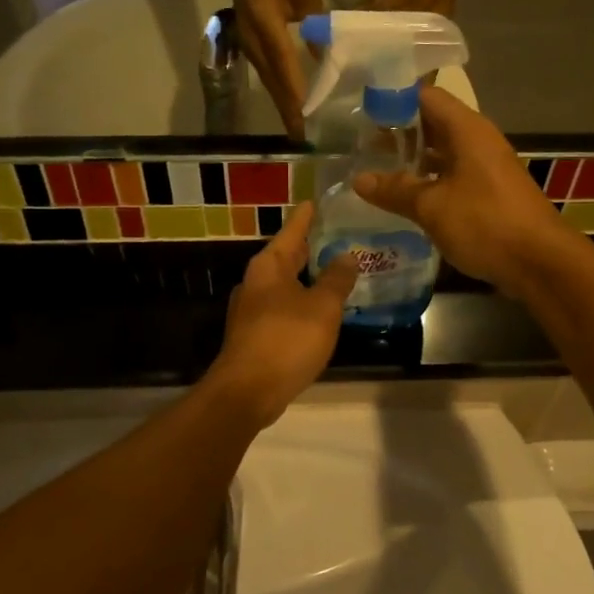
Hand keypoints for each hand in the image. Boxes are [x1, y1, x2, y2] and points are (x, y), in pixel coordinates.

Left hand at [206, 203, 357, 426]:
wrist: (248, 391)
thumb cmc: (286, 340)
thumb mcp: (322, 307)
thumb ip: (337, 280)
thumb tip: (346, 256)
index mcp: (269, 267)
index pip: (291, 231)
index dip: (306, 217)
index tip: (315, 201)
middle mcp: (255, 283)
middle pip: (285, 257)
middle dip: (308, 248)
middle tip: (334, 236)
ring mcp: (251, 311)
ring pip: (283, 284)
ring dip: (306, 278)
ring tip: (333, 273)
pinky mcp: (254, 335)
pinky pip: (282, 308)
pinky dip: (300, 302)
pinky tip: (318, 311)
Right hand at [225, 0, 323, 138]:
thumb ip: (316, 23)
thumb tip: (326, 53)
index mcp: (268, 28)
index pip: (285, 66)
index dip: (296, 92)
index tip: (306, 116)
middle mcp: (256, 45)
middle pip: (274, 85)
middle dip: (289, 112)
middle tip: (303, 138)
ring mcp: (251, 50)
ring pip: (270, 85)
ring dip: (284, 107)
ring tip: (297, 130)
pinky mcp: (252, 51)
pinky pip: (268, 78)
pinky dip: (280, 95)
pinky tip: (291, 106)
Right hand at [351, 87, 569, 295]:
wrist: (540, 262)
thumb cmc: (485, 223)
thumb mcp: (432, 207)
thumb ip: (395, 190)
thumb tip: (359, 180)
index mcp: (466, 130)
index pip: (425, 96)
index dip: (393, 100)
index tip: (361, 112)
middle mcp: (477, 141)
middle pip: (432, 123)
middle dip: (397, 133)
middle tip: (359, 145)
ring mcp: (485, 168)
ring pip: (441, 153)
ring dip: (411, 160)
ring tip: (374, 170)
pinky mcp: (488, 194)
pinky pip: (451, 176)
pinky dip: (427, 182)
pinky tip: (403, 198)